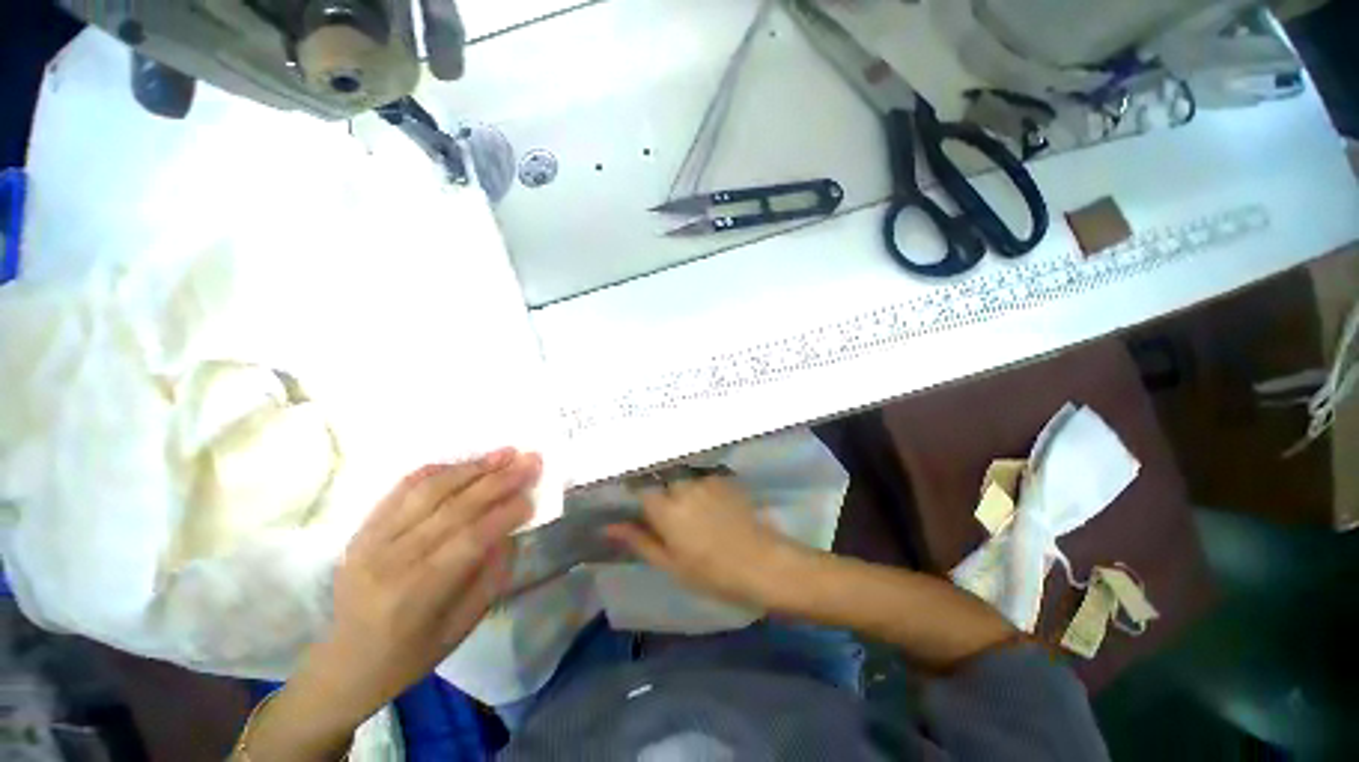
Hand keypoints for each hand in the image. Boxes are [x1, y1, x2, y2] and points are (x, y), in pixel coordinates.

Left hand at [243, 450, 540, 760]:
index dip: (506, 513)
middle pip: (454, 507)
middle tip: (531, 459)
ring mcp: (371, 540)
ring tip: (505, 453)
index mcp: (416, 593)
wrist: (345, 664)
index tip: (534, 495)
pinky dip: (437, 471)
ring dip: (473, 467)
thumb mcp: (462, 624)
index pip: (471, 539)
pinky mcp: (362, 529)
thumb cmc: (411, 654)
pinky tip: (464, 462)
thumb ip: (490, 573)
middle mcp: (391, 560)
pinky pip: (402, 489)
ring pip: (429, 491)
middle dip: (499, 480)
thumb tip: (511, 527)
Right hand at [605, 476, 799, 606]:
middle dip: (660, 488)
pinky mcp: (723, 479)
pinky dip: (699, 485)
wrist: (760, 563)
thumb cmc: (711, 573)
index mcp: (666, 510)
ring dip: (680, 486)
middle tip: (666, 508)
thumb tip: (608, 527)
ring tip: (688, 505)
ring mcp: (706, 480)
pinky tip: (708, 501)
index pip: (641, 488)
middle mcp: (684, 487)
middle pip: (662, 478)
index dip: (637, 493)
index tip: (636, 502)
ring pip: (682, 476)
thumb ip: (639, 541)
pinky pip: (702, 476)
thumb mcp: (670, 563)